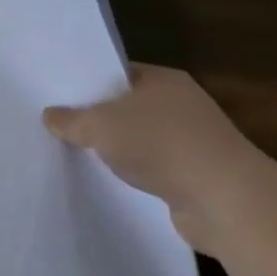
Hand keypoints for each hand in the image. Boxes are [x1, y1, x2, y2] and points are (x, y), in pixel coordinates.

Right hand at [43, 64, 272, 252]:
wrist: (227, 202)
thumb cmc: (162, 145)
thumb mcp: (100, 126)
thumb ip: (72, 120)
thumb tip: (50, 115)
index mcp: (163, 79)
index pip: (117, 73)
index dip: (87, 82)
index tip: (57, 94)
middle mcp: (182, 104)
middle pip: (128, 106)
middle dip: (98, 117)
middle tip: (59, 124)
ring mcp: (194, 142)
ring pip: (141, 139)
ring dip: (117, 149)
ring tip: (78, 154)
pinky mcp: (197, 177)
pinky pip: (154, 169)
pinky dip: (136, 174)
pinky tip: (110, 182)